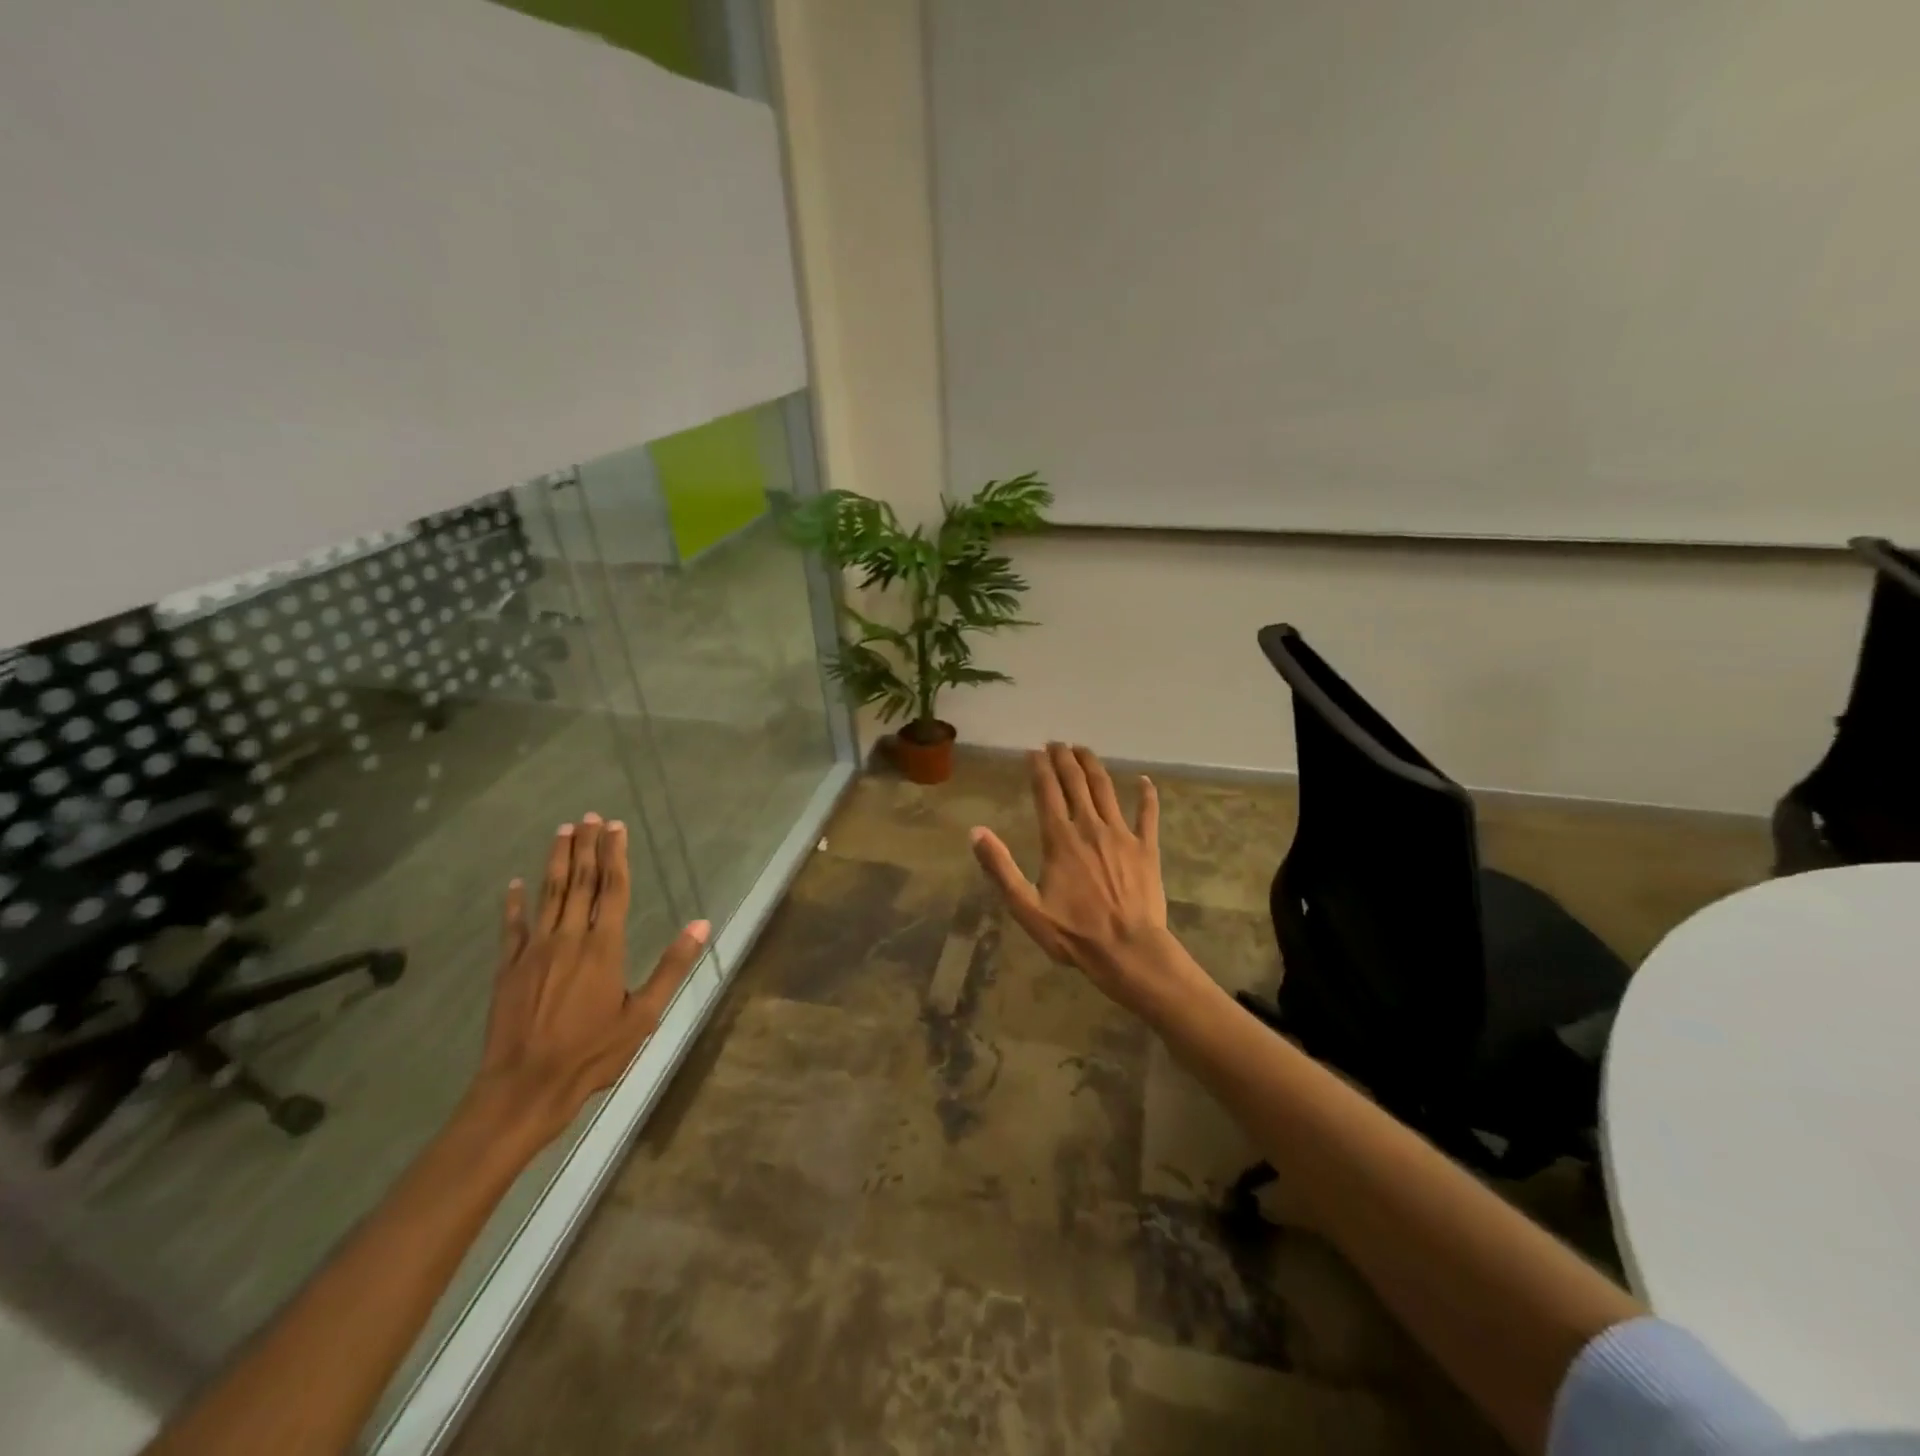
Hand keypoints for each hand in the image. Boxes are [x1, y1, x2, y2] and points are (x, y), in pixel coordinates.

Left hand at [470, 813, 708, 1146]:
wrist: (524, 1087)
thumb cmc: (592, 1053)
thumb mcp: (644, 1015)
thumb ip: (672, 966)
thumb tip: (702, 924)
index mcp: (604, 947)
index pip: (613, 889)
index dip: (616, 855)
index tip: (615, 826)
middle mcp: (568, 939)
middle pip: (580, 883)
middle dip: (586, 847)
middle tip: (588, 816)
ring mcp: (534, 951)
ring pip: (548, 895)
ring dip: (556, 862)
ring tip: (562, 832)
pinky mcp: (508, 969)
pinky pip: (512, 928)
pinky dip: (513, 904)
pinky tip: (514, 884)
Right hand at [970, 744, 1194, 1017]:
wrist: (1129, 950)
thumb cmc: (1074, 933)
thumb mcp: (1026, 907)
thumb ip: (1001, 868)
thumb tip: (976, 832)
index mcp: (1060, 840)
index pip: (1046, 792)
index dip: (1039, 768)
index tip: (1033, 752)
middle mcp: (1090, 827)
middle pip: (1076, 782)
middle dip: (1064, 758)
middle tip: (1056, 743)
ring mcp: (1121, 834)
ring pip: (1106, 789)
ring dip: (1093, 765)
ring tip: (1083, 749)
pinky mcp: (1146, 847)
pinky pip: (1147, 814)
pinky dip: (1146, 795)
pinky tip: (1144, 781)